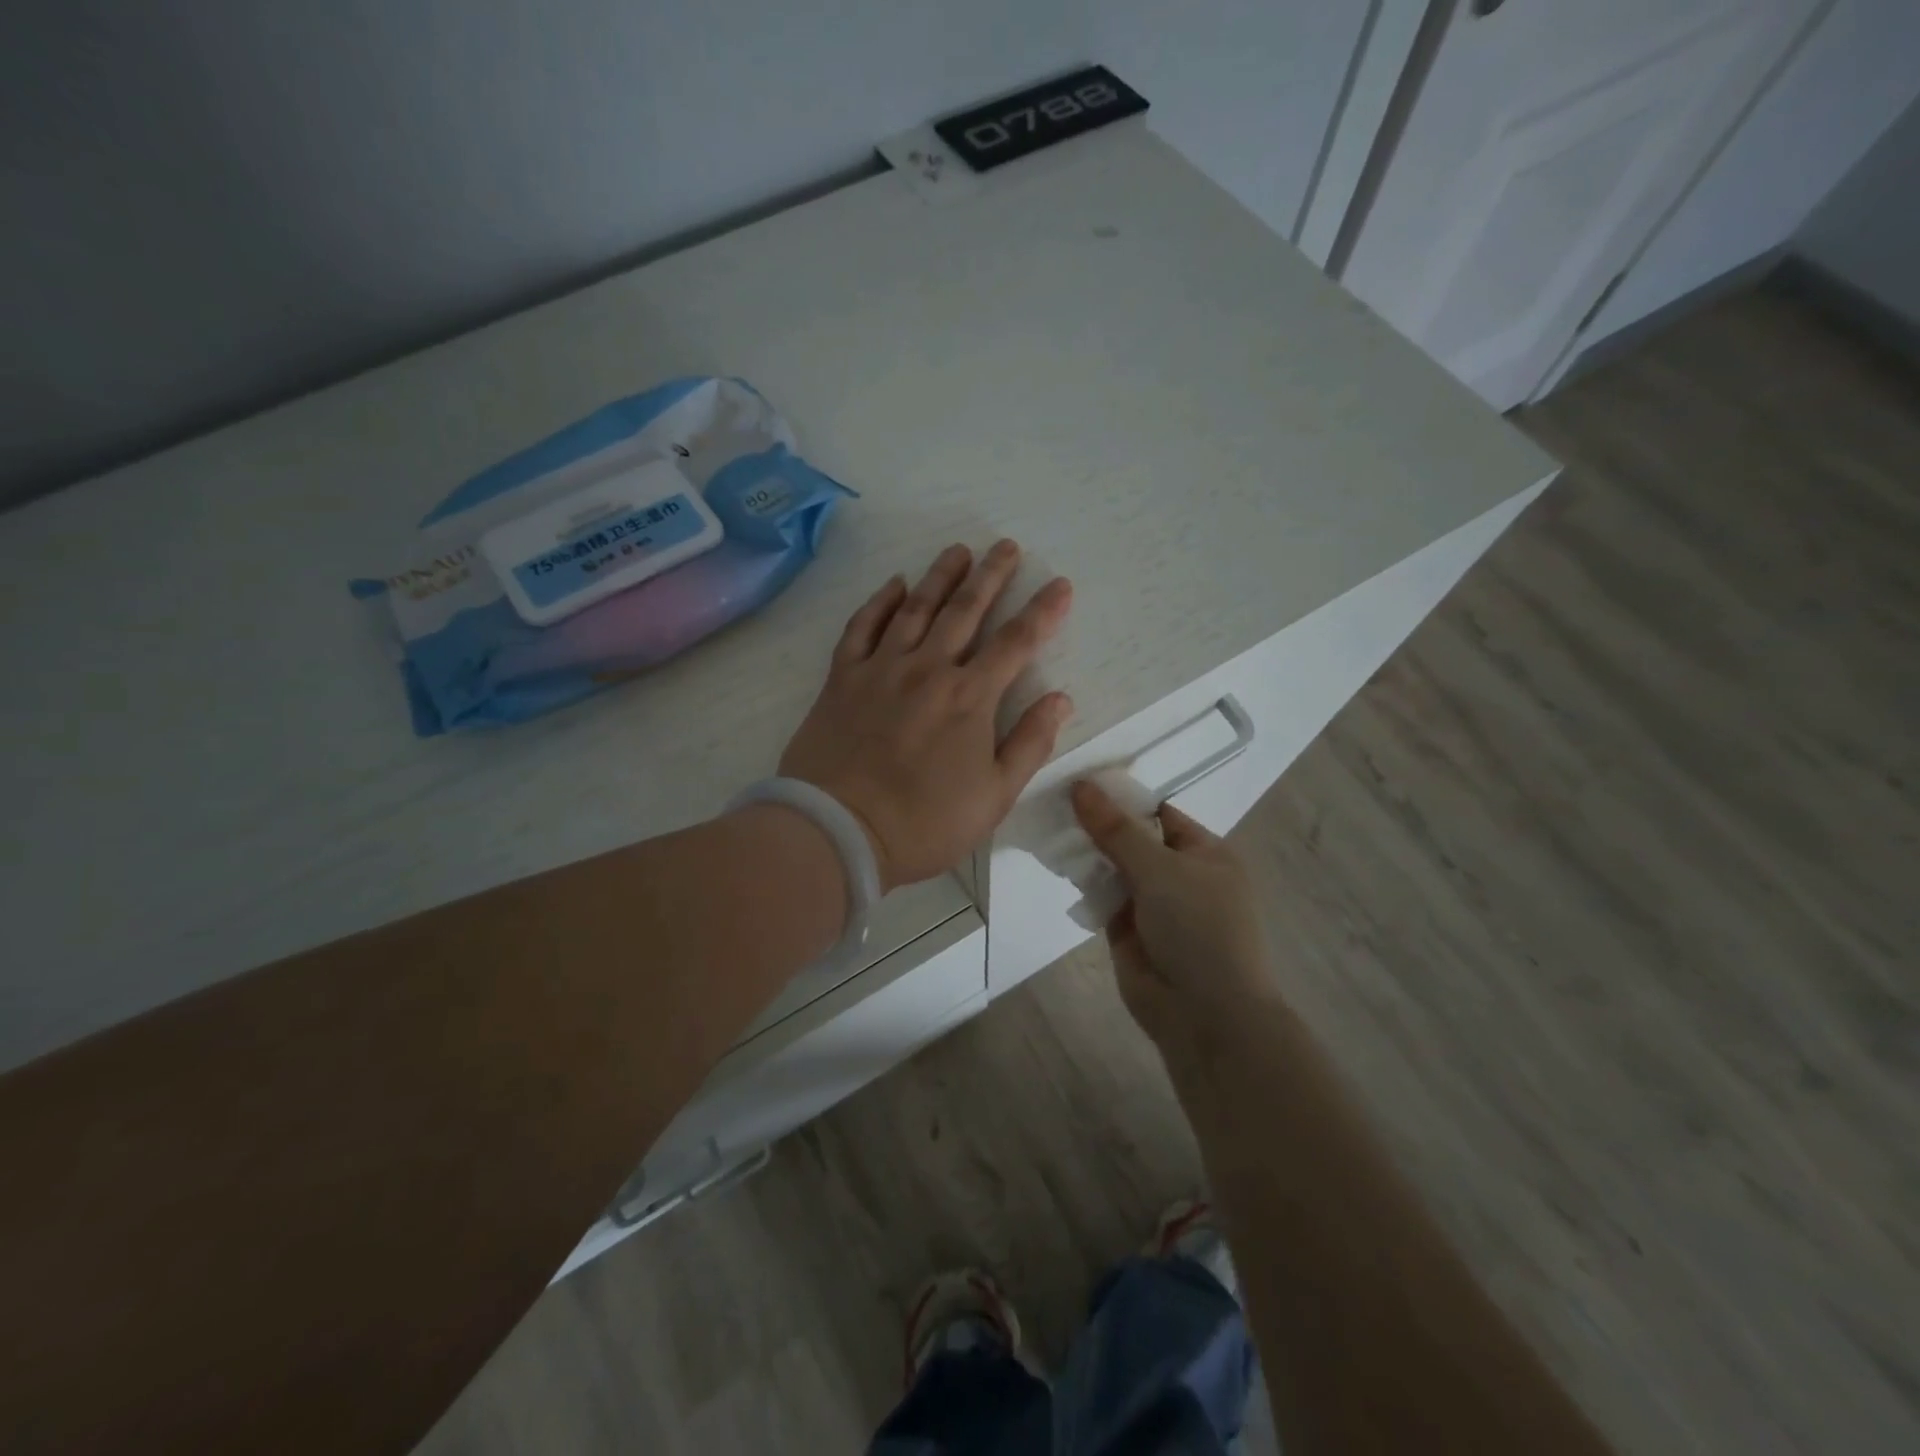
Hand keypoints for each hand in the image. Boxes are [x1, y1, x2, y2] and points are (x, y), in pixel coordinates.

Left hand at [781, 541, 1073, 891]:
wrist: (838, 831)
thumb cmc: (924, 823)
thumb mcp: (994, 796)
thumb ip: (1029, 744)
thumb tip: (1059, 699)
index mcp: (970, 698)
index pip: (1016, 642)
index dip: (1043, 611)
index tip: (1060, 583)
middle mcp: (928, 669)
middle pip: (965, 610)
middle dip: (991, 575)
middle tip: (1006, 546)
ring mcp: (881, 668)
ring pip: (916, 608)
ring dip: (941, 576)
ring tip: (958, 551)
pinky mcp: (842, 678)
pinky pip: (862, 626)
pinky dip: (880, 601)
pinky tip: (895, 584)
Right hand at [1070, 779, 1281, 1058]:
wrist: (1204, 1014)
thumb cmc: (1198, 928)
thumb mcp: (1160, 869)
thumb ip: (1116, 829)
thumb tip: (1081, 785)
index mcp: (1205, 853)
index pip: (1159, 813)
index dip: (1122, 798)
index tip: (1080, 781)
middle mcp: (1180, 874)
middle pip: (1133, 839)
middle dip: (1098, 825)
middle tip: (1053, 800)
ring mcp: (1154, 904)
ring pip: (1114, 868)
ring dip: (1087, 854)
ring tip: (1047, 827)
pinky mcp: (1129, 930)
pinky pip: (1103, 897)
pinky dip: (1083, 884)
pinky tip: (1055, 864)